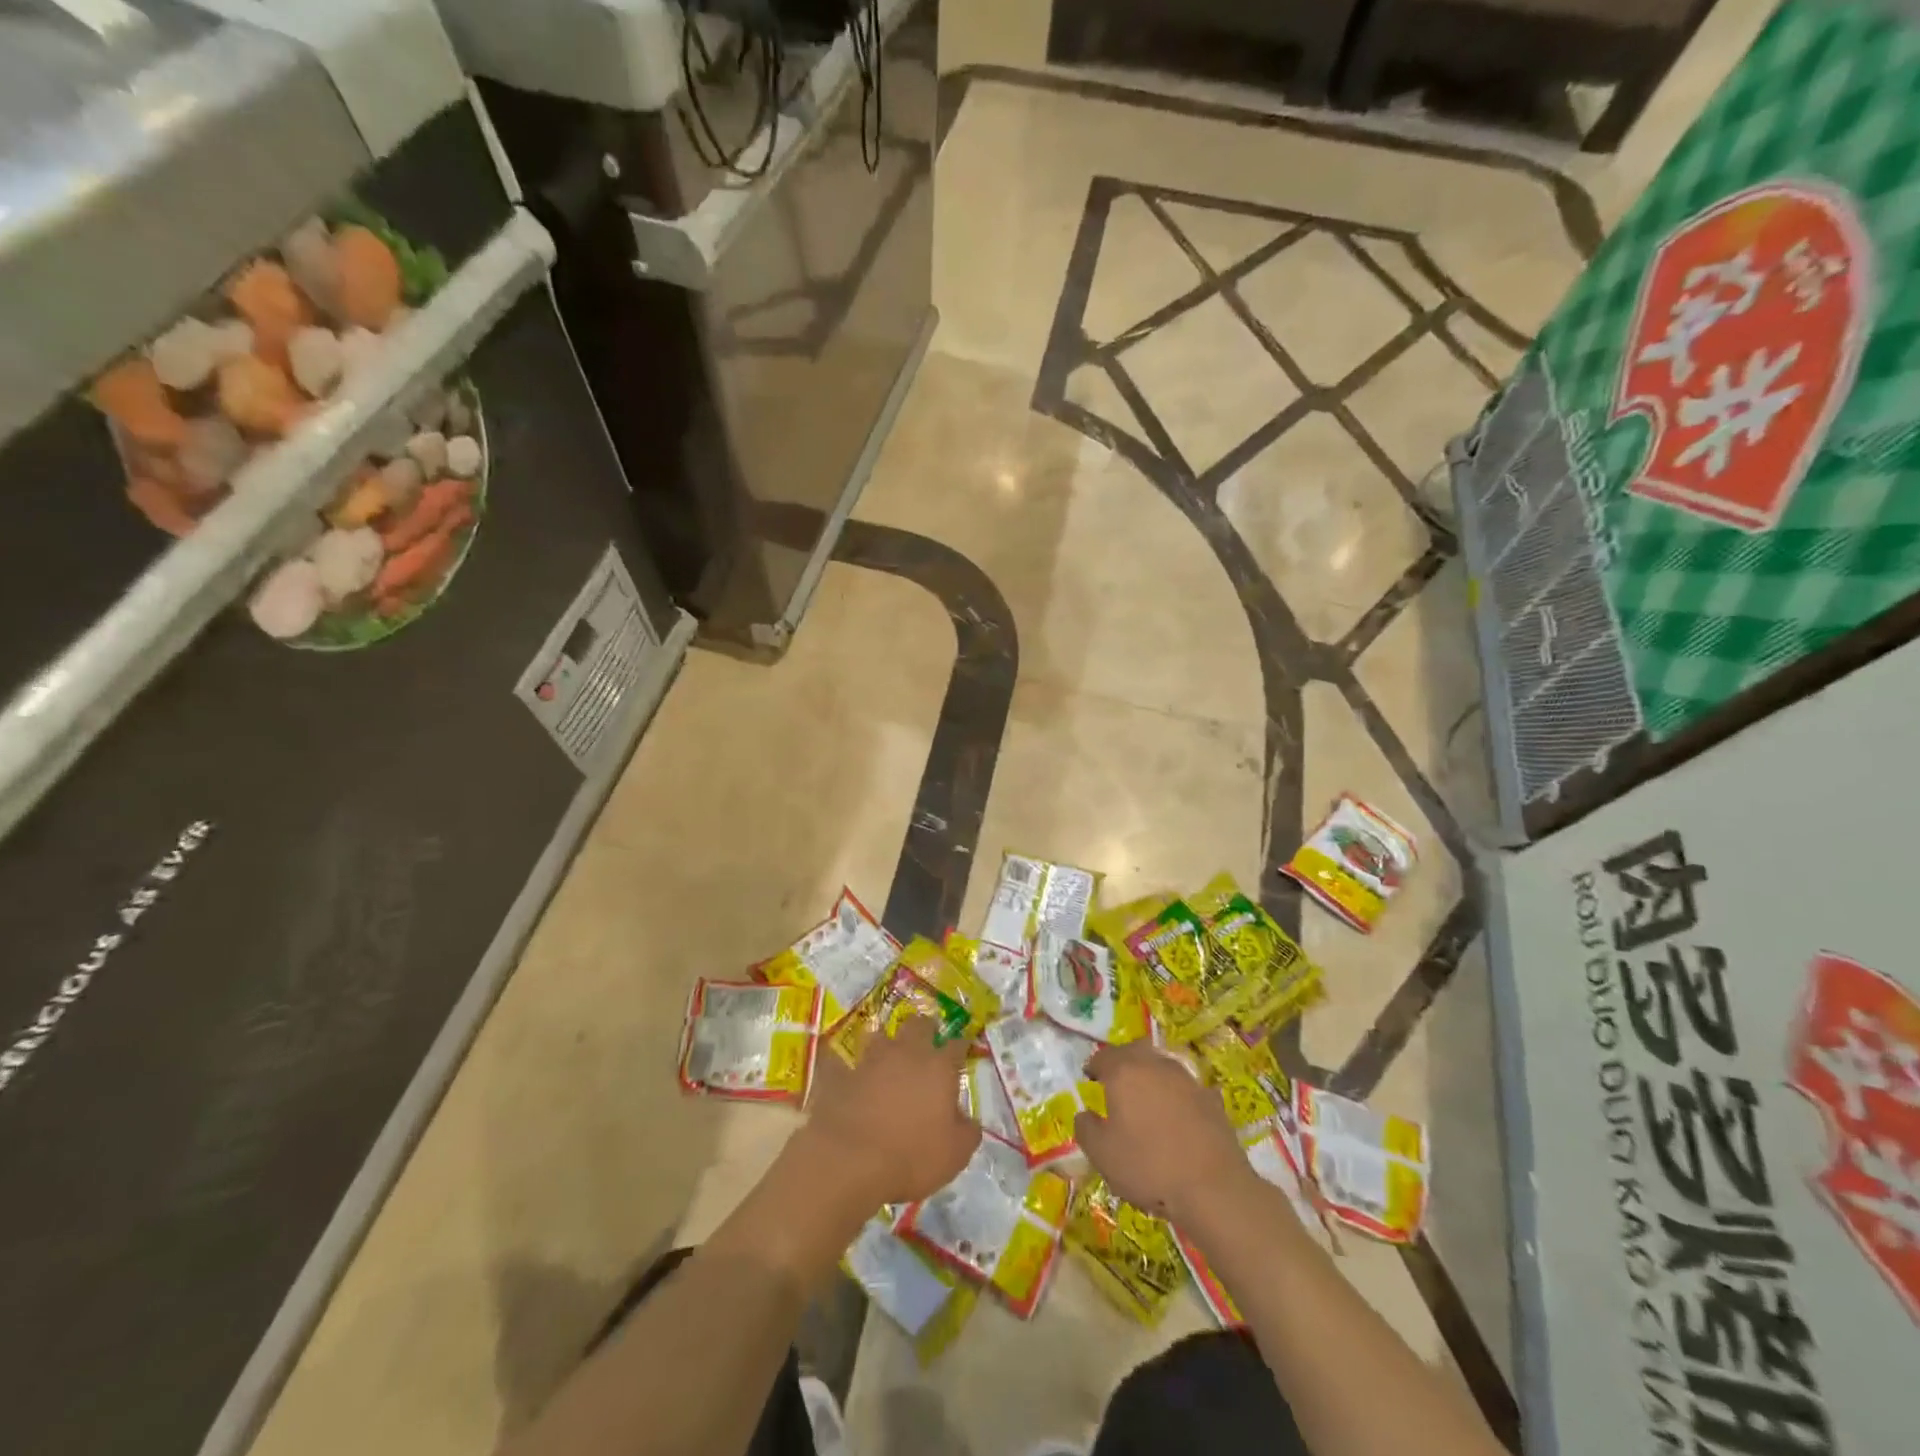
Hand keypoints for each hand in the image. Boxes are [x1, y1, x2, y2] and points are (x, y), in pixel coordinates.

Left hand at [799, 1016, 980, 1208]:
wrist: (849, 1161)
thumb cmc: (911, 1157)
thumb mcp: (955, 1155)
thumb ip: (967, 1131)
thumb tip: (968, 1120)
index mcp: (939, 1068)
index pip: (956, 1045)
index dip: (961, 1045)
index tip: (963, 1048)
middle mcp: (906, 1053)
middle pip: (918, 1025)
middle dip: (925, 1028)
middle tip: (927, 1040)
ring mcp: (870, 1060)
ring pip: (880, 1036)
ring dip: (885, 1043)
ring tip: (887, 1055)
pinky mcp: (840, 1074)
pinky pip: (841, 1061)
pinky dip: (845, 1065)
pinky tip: (845, 1072)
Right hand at [1074, 1041, 1252, 1224]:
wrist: (1213, 1188)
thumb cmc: (1148, 1167)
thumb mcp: (1102, 1155)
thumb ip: (1086, 1129)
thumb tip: (1085, 1115)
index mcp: (1124, 1072)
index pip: (1103, 1057)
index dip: (1094, 1067)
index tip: (1090, 1079)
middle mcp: (1155, 1065)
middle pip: (1135, 1051)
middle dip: (1123, 1061)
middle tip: (1116, 1080)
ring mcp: (1187, 1079)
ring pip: (1162, 1065)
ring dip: (1151, 1075)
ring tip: (1146, 1098)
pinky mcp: (1211, 1099)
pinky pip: (1186, 1089)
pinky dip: (1177, 1096)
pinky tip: (1178, 1115)